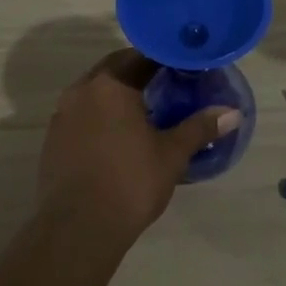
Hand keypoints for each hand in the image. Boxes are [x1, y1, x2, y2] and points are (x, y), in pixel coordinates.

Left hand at [38, 49, 240, 251]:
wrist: (77, 229)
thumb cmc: (130, 183)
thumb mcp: (171, 155)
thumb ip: (199, 128)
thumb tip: (232, 112)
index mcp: (111, 84)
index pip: (141, 56)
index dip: (165, 60)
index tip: (184, 69)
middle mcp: (82, 90)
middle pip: (115, 69)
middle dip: (140, 73)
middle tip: (167, 86)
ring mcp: (62, 114)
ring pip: (95, 91)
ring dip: (117, 94)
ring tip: (144, 111)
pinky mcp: (53, 139)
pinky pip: (81, 114)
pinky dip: (100, 115)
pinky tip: (117, 137)